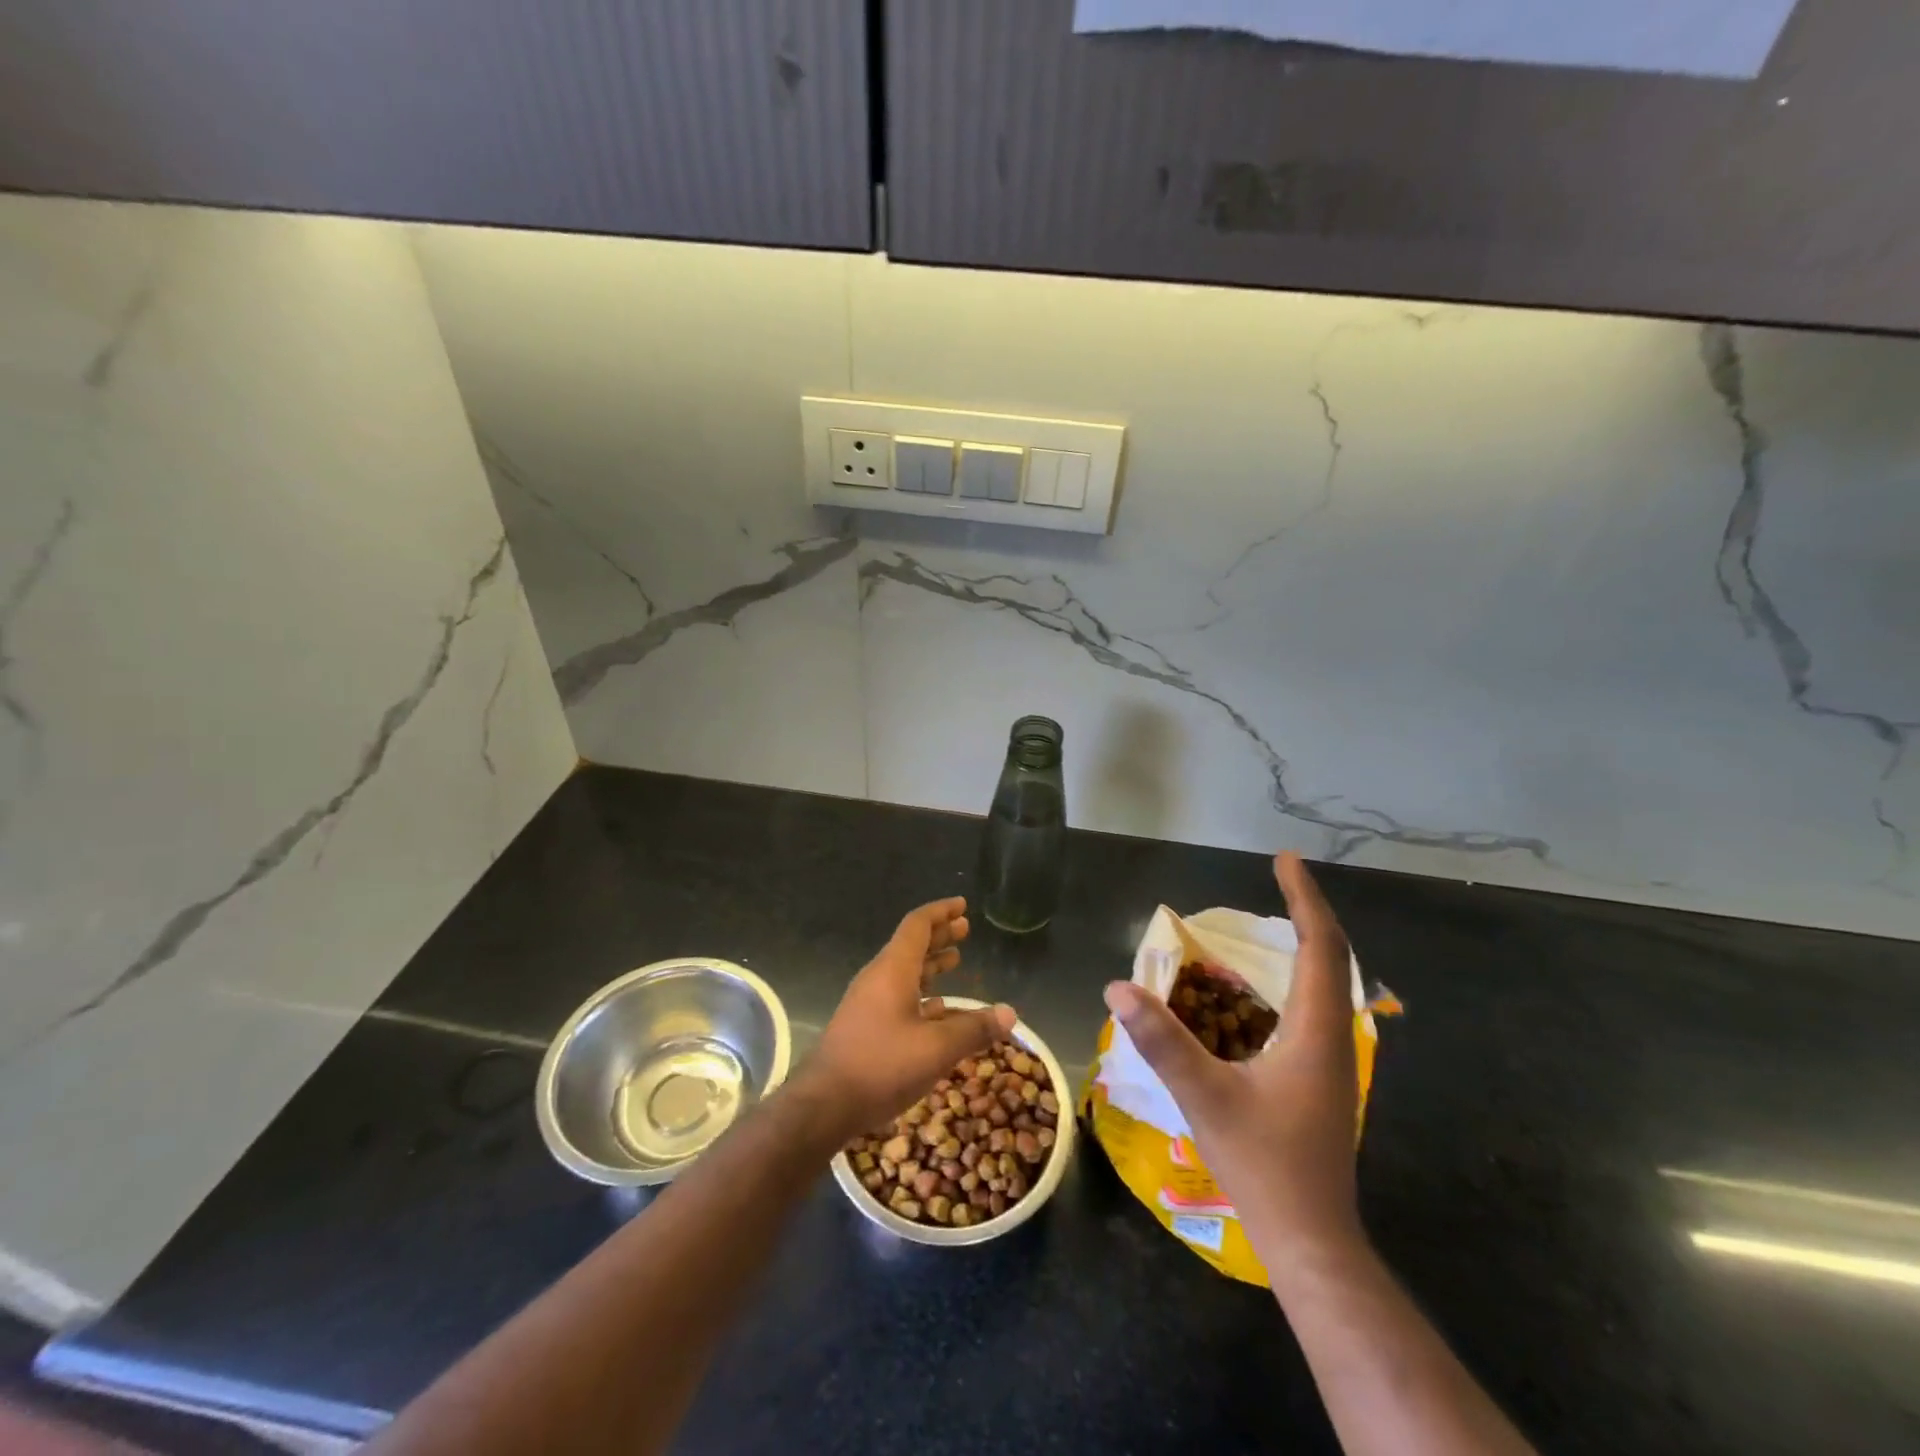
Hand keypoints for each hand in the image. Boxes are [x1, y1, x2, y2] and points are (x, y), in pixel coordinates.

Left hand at [801, 897, 1016, 1138]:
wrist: (824, 1104)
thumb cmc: (881, 1065)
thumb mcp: (936, 1048)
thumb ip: (974, 1029)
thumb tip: (1010, 1014)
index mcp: (893, 969)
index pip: (918, 925)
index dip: (941, 912)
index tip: (962, 905)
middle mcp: (879, 978)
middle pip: (911, 945)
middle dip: (939, 935)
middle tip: (965, 929)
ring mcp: (869, 1002)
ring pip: (905, 971)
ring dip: (931, 963)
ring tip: (956, 960)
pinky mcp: (866, 1026)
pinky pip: (898, 996)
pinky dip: (921, 993)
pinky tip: (938, 1008)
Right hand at [1104, 853, 1362, 1277]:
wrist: (1312, 1242)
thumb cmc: (1265, 1166)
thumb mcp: (1205, 1097)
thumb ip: (1162, 1041)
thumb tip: (1118, 987)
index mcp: (1315, 1032)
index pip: (1320, 946)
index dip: (1304, 899)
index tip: (1285, 860)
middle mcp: (1333, 1037)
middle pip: (1331, 957)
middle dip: (1306, 911)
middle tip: (1279, 879)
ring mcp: (1331, 1061)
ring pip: (1327, 984)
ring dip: (1306, 944)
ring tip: (1276, 918)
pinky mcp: (1321, 1079)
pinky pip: (1314, 1008)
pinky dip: (1297, 977)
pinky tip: (1267, 989)